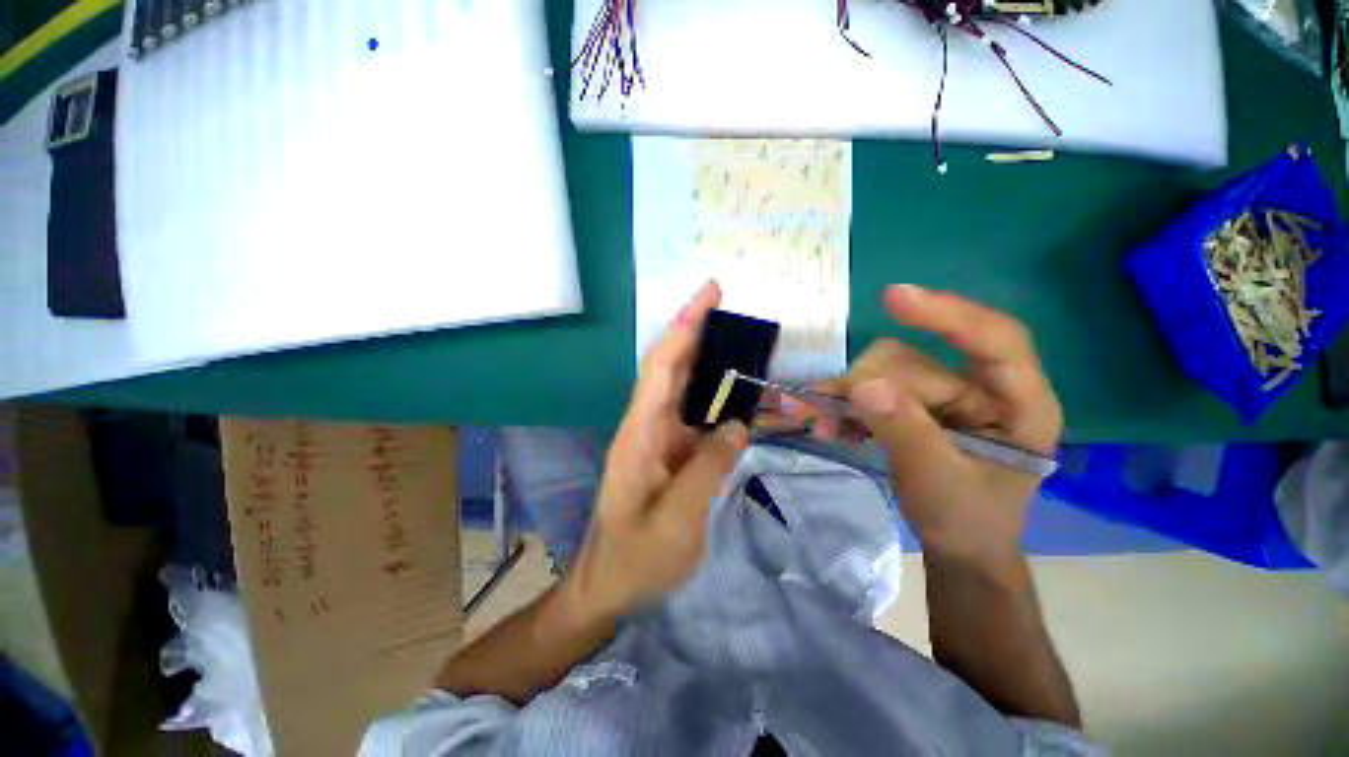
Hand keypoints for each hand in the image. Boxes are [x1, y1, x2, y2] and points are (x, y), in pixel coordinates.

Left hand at [563, 280, 748, 620]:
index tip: (709, 294)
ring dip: (711, 361)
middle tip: (731, 306)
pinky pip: (697, 415)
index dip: (685, 326)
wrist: (607, 585)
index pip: (662, 365)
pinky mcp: (671, 452)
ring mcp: (659, 438)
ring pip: (685, 387)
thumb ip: (708, 469)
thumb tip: (736, 425)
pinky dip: (718, 399)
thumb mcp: (676, 521)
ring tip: (745, 343)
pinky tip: (741, 395)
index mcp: (640, 433)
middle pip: (672, 366)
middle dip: (697, 331)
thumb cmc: (635, 558)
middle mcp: (647, 425)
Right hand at [837, 285, 1061, 563]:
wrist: (958, 546)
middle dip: (868, 386)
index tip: (893, 298)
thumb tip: (861, 385)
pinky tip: (831, 424)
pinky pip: (873, 387)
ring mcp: (944, 395)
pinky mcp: (916, 403)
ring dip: (849, 395)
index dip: (947, 314)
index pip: (996, 340)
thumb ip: (904, 432)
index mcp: (1018, 404)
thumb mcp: (939, 483)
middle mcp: (980, 388)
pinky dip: (848, 404)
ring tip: (825, 425)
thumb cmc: (967, 520)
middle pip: (915, 360)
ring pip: (885, 370)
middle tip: (830, 416)